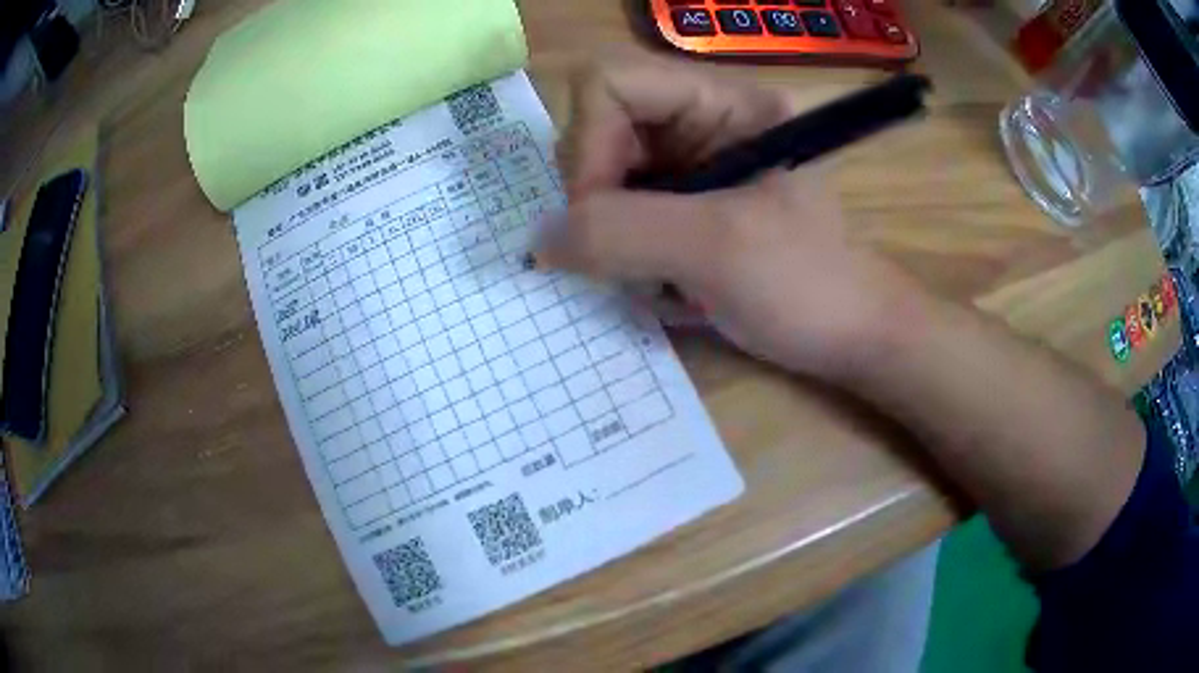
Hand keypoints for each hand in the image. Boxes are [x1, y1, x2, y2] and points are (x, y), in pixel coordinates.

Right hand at [537, 58, 929, 381]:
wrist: (851, 337)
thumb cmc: (808, 286)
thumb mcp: (717, 250)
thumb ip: (618, 233)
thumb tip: (538, 239)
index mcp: (726, 101)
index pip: (613, 82)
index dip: (589, 143)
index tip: (598, 214)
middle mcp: (703, 120)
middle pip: (600, 128)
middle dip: (597, 197)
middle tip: (622, 255)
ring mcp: (693, 163)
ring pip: (605, 177)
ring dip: (613, 235)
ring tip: (658, 280)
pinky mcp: (687, 204)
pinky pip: (623, 214)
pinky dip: (626, 256)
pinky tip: (666, 286)